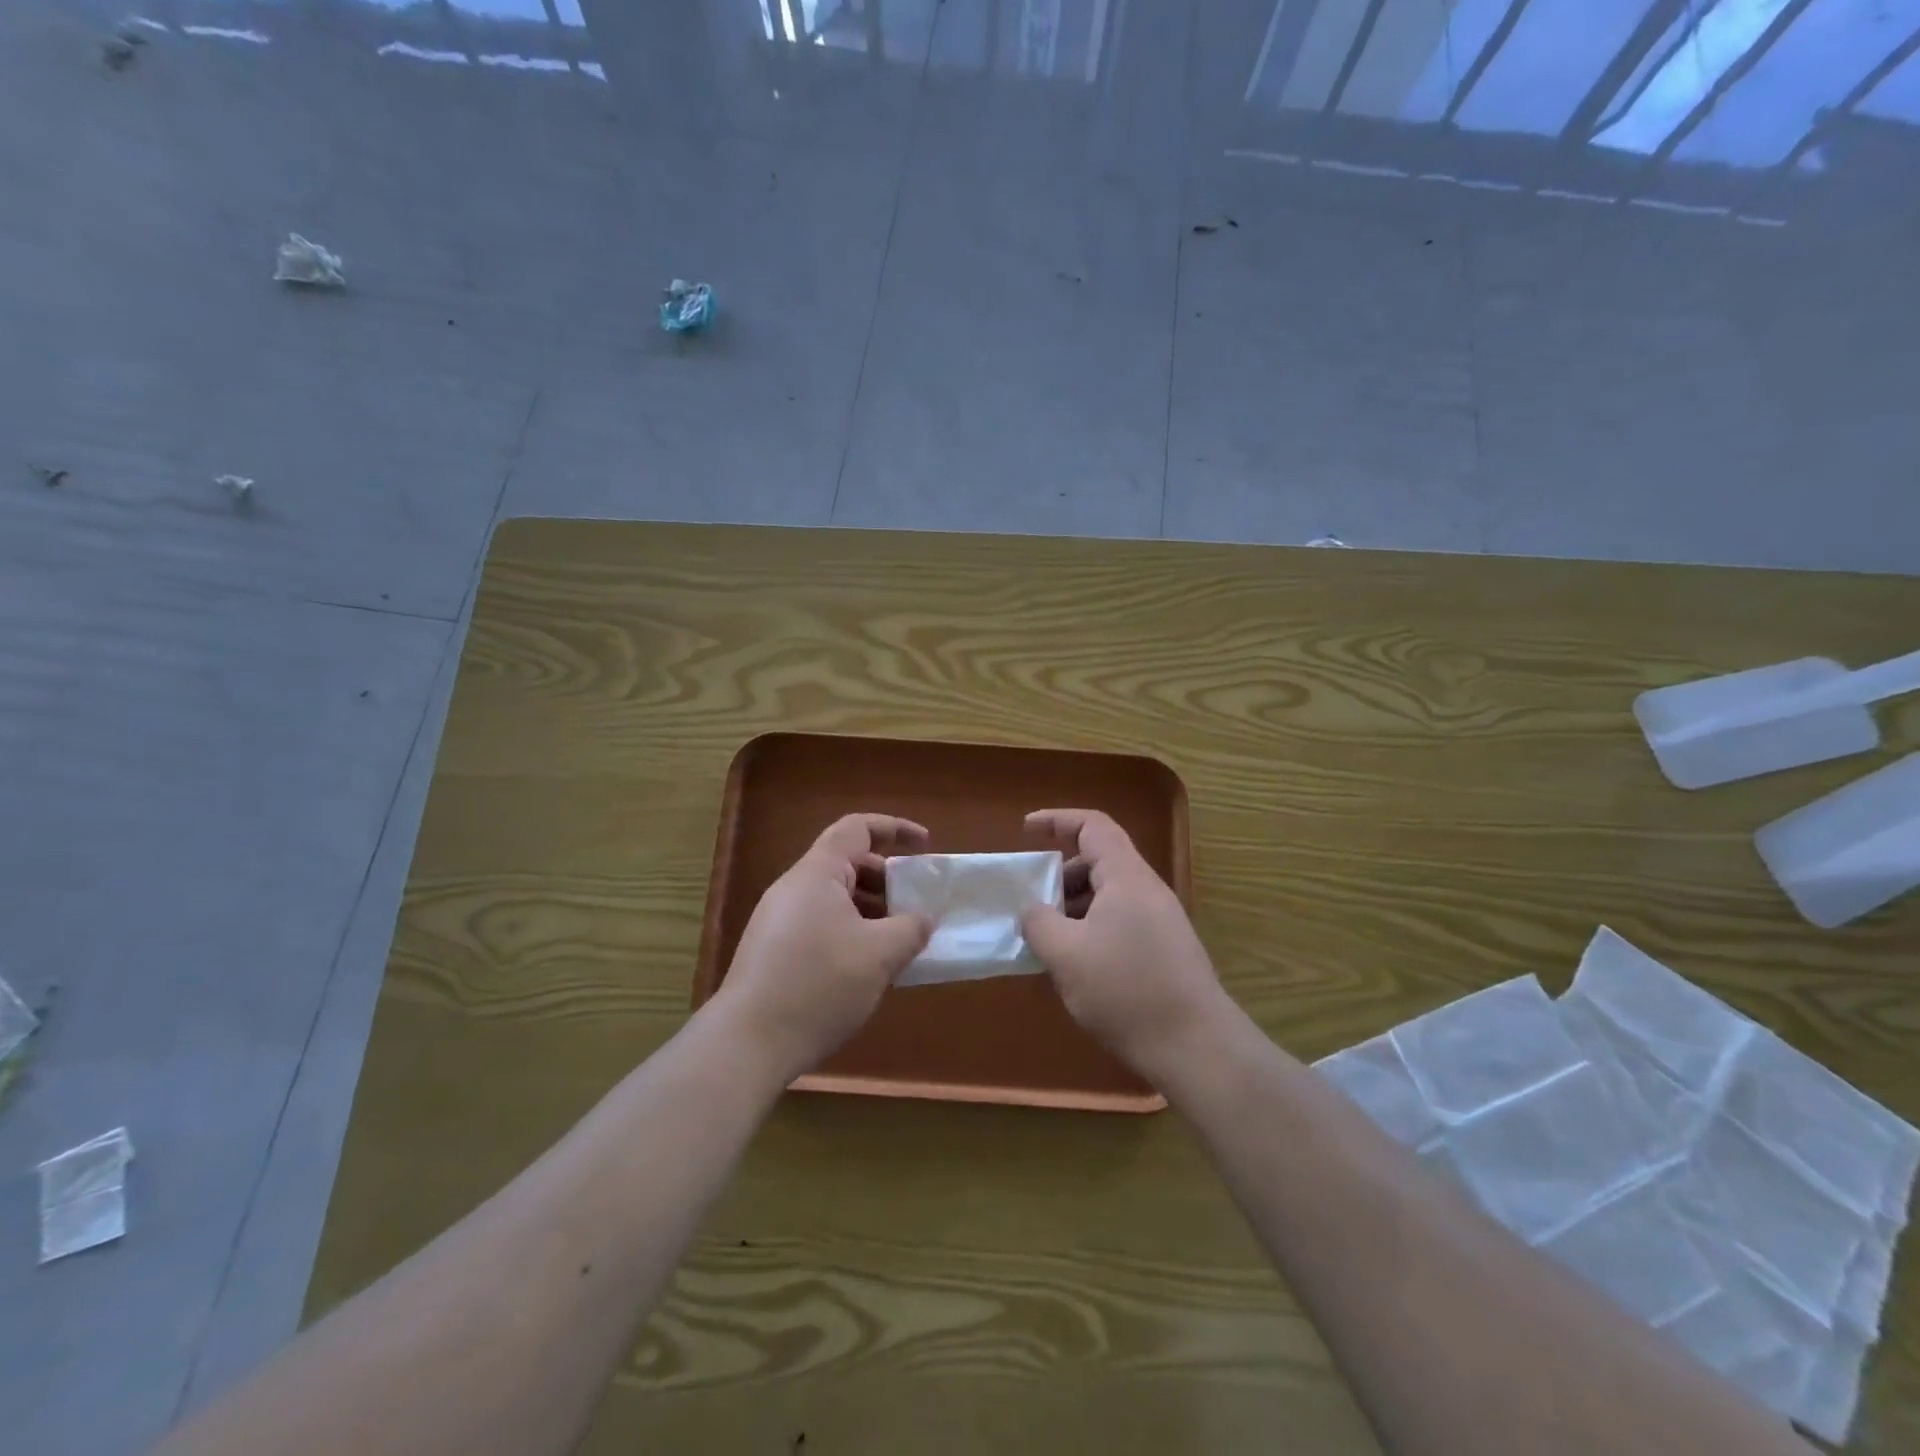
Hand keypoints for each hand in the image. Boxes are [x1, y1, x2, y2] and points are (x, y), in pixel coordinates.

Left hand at [717, 814, 931, 1080]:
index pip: (857, 828)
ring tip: (897, 941)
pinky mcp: (773, 951)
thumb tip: (921, 919)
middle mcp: (793, 888)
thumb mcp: (879, 955)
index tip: (926, 845)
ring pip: (834, 898)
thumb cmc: (818, 985)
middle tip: (915, 905)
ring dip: (871, 910)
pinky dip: (851, 932)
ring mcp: (779, 920)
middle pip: (847, 863)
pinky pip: (821, 924)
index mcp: (816, 874)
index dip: (895, 828)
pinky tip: (866, 967)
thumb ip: (910, 928)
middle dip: (887, 878)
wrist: (747, 1044)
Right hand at [1021, 809, 1227, 1082]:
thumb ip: (1039, 923)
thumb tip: (1032, 910)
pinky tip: (1076, 967)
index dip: (1057, 820)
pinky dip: (1090, 930)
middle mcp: (1147, 890)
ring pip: (1108, 895)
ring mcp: (1160, 921)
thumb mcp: (1066, 956)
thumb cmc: (1126, 991)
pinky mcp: (1165, 950)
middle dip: (1060, 875)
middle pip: (1099, 861)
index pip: (1093, 825)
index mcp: (1127, 877)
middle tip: (1033, 904)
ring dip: (1073, 907)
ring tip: (1048, 941)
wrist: (1196, 1047)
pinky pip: (1119, 922)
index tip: (1025, 831)